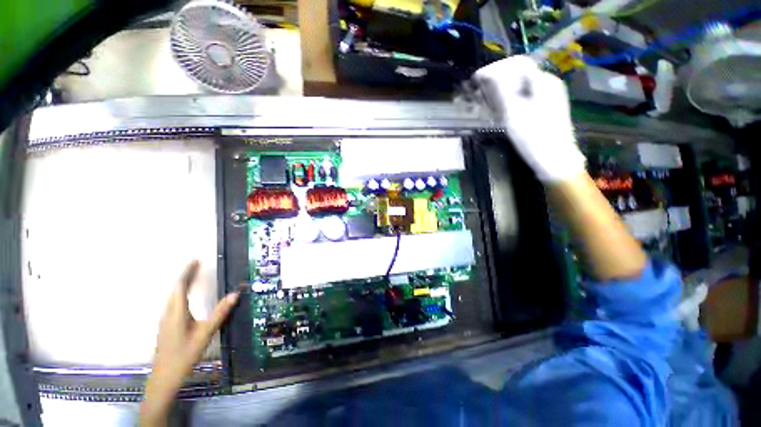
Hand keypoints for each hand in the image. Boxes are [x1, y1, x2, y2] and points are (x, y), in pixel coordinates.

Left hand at [140, 261, 239, 424]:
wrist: (164, 377)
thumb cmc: (185, 355)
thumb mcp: (205, 334)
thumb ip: (220, 313)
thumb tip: (235, 294)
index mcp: (177, 312)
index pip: (180, 286)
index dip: (188, 271)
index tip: (196, 260)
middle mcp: (168, 313)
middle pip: (175, 289)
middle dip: (186, 275)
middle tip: (197, 264)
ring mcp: (165, 319)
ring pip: (172, 296)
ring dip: (182, 283)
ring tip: (193, 275)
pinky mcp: (166, 325)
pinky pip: (173, 302)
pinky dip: (180, 292)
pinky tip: (186, 296)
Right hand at [473, 55, 584, 181]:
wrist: (555, 158)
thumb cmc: (533, 136)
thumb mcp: (512, 113)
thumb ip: (500, 91)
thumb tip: (487, 74)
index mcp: (542, 81)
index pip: (516, 64)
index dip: (494, 69)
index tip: (476, 79)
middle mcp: (549, 83)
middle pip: (520, 72)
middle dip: (498, 78)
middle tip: (481, 91)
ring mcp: (550, 95)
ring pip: (523, 84)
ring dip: (504, 88)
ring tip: (489, 100)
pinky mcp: (548, 106)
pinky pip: (527, 94)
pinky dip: (512, 97)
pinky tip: (503, 108)